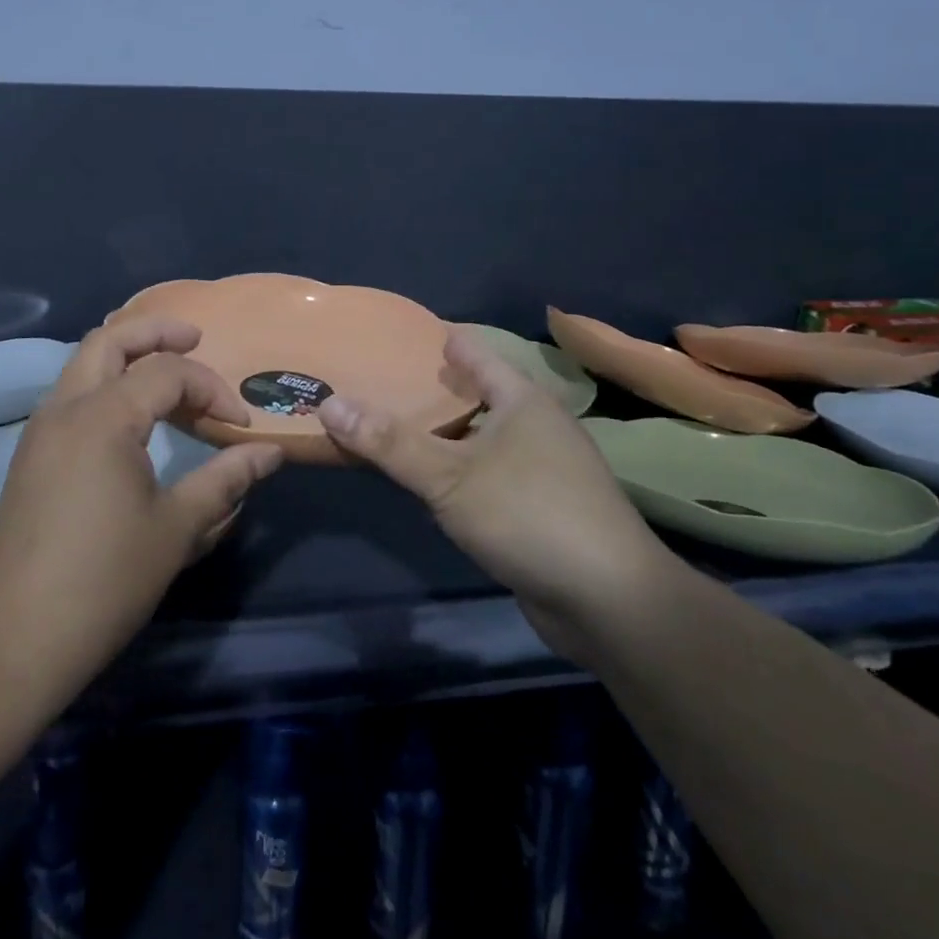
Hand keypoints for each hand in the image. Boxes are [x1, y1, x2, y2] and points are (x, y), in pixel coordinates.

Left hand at [0, 318, 283, 684]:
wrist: (13, 637)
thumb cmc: (104, 580)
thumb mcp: (177, 528)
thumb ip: (226, 479)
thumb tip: (270, 453)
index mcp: (103, 417)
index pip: (168, 372)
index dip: (212, 389)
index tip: (241, 425)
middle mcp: (66, 407)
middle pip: (110, 338)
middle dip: (157, 330)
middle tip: (196, 337)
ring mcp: (42, 429)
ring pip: (84, 361)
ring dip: (126, 352)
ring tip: (166, 368)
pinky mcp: (32, 454)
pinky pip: (72, 392)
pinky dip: (106, 380)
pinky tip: (130, 412)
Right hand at [317, 326, 676, 640]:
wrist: (611, 603)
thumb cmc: (529, 515)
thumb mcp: (449, 476)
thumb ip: (389, 441)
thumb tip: (328, 401)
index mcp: (522, 399)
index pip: (475, 351)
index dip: (437, 339)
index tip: (394, 334)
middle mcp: (537, 425)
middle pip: (478, 392)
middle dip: (432, 387)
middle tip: (379, 380)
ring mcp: (544, 468)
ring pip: (482, 435)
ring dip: (444, 431)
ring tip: (394, 424)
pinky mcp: (541, 507)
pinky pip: (488, 472)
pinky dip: (457, 467)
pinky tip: (429, 479)